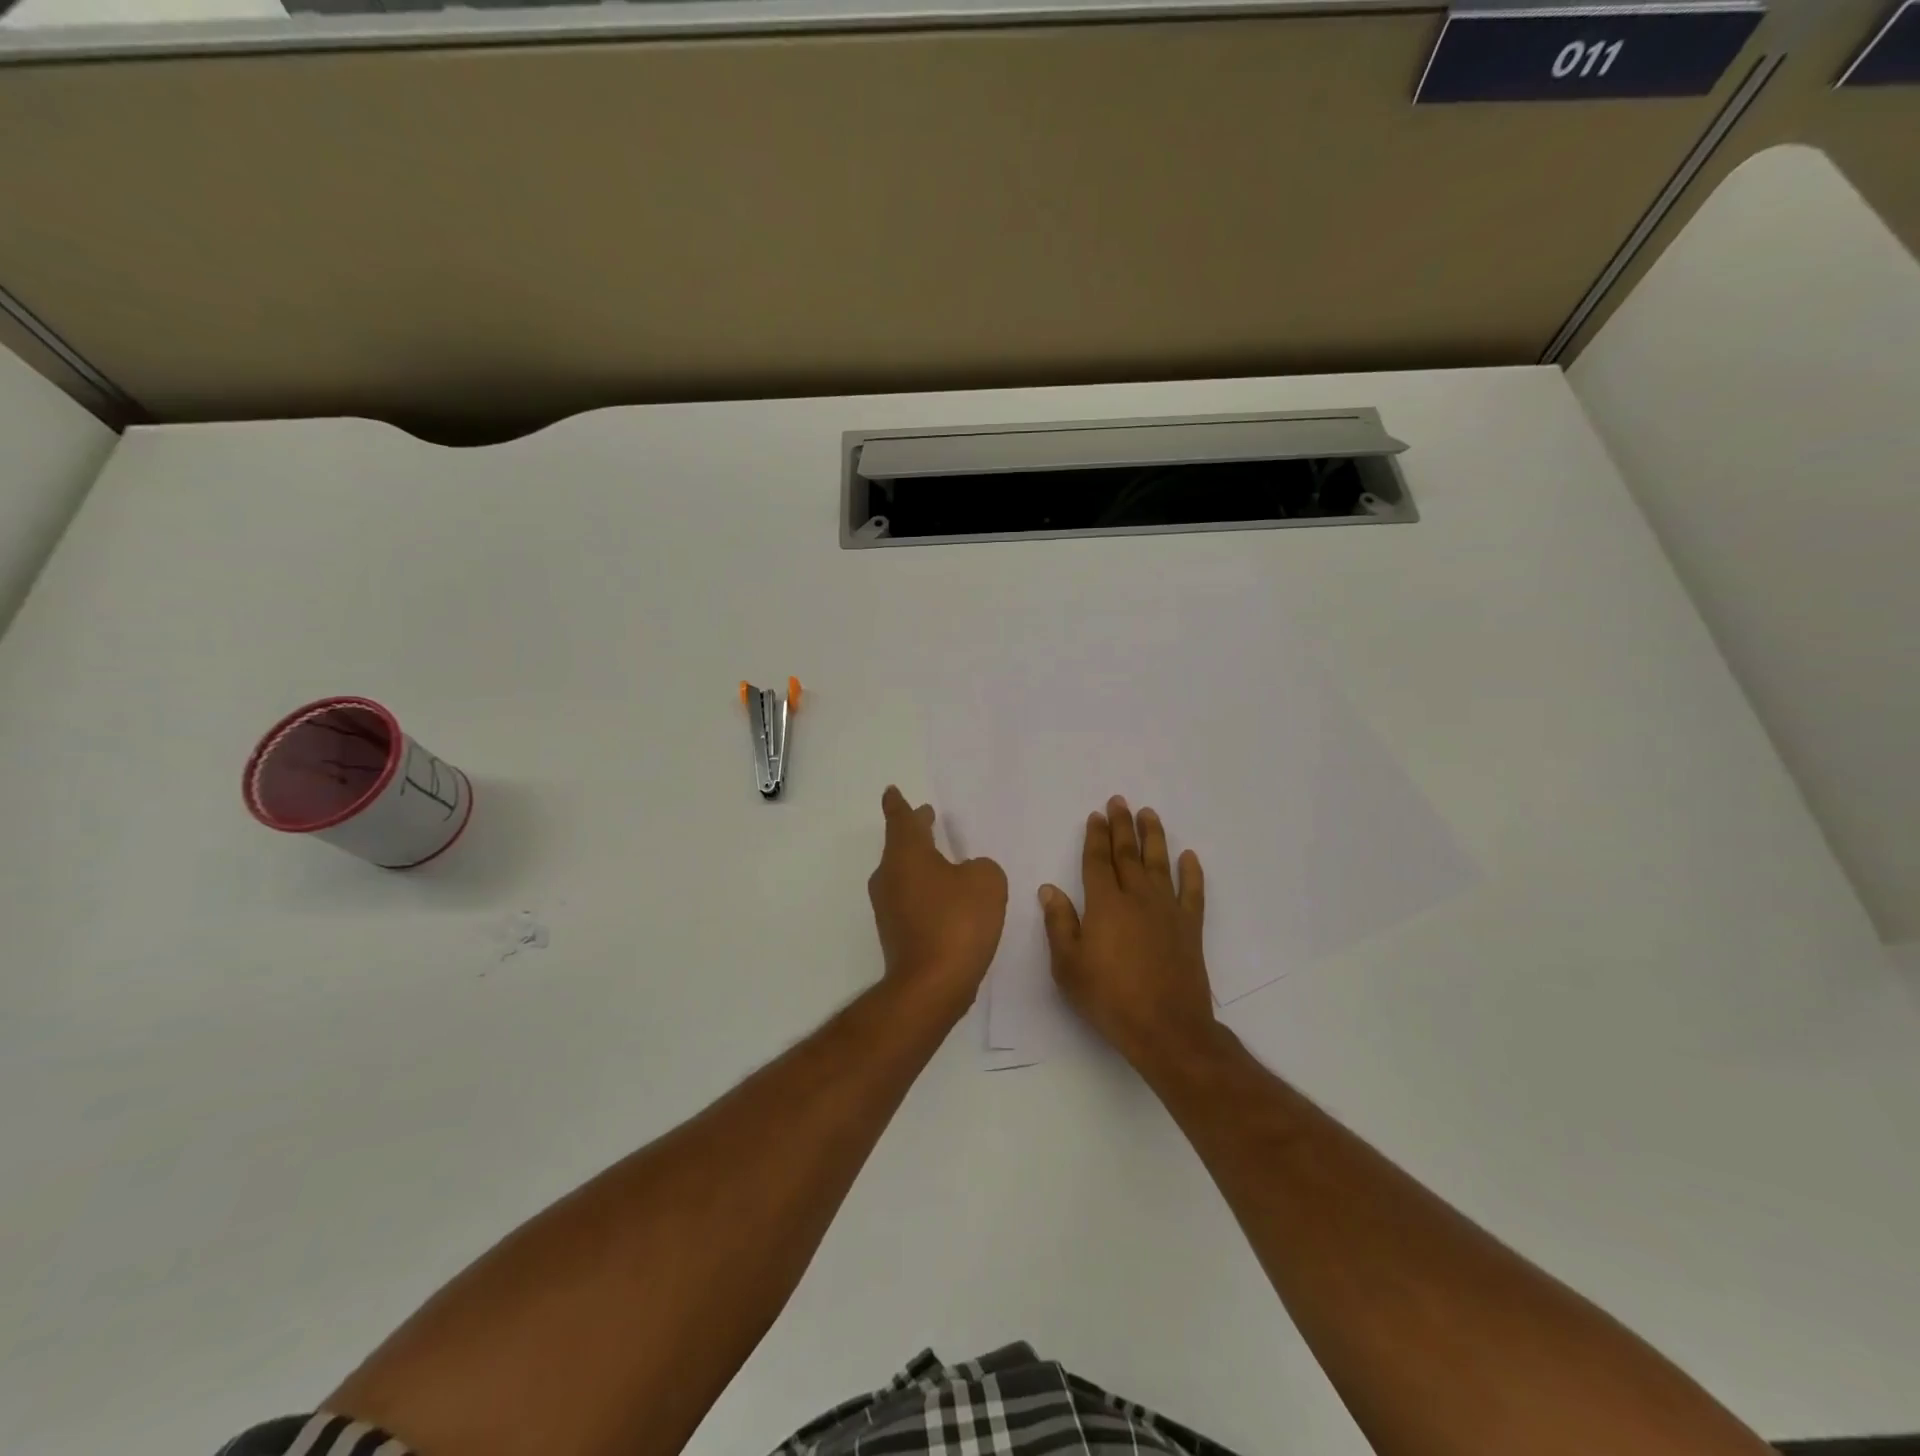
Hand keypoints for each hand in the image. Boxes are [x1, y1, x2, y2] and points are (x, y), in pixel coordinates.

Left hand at [868, 786, 1008, 1014]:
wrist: (931, 985)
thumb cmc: (957, 922)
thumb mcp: (986, 881)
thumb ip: (980, 867)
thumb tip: (967, 873)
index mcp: (906, 854)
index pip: (900, 818)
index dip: (898, 803)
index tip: (891, 791)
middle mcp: (889, 876)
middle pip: (901, 845)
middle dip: (915, 831)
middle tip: (927, 818)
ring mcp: (888, 907)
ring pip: (904, 873)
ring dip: (922, 863)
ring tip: (945, 860)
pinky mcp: (895, 933)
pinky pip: (910, 899)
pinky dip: (926, 892)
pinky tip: (947, 901)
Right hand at [1041, 797, 1217, 1068]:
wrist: (1165, 1027)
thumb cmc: (1109, 997)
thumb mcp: (1068, 966)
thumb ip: (1059, 924)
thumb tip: (1049, 889)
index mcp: (1104, 904)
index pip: (1097, 861)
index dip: (1095, 836)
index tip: (1096, 815)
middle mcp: (1137, 898)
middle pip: (1128, 854)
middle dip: (1122, 826)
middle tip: (1120, 801)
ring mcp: (1167, 910)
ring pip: (1159, 864)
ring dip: (1154, 837)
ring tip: (1149, 814)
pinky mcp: (1189, 927)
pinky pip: (1192, 892)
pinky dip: (1191, 872)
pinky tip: (1189, 856)